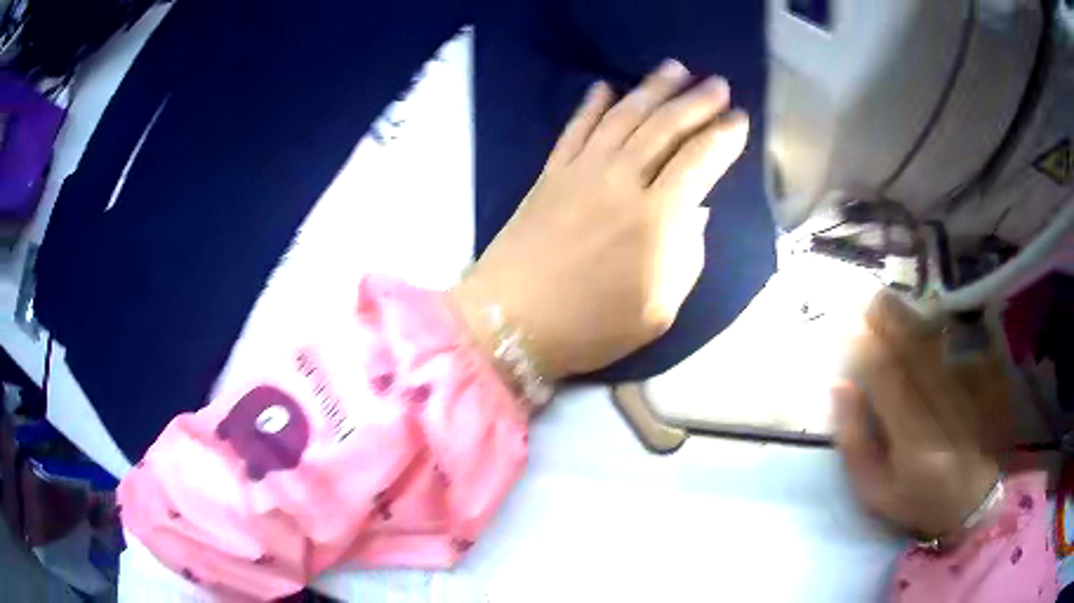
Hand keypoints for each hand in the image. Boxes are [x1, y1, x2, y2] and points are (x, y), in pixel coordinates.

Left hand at [451, 60, 748, 380]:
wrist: (511, 321)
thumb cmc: (591, 326)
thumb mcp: (660, 309)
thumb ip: (687, 256)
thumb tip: (696, 211)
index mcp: (657, 218)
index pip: (699, 160)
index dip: (723, 136)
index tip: (739, 119)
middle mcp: (621, 181)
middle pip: (665, 126)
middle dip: (696, 101)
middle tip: (718, 83)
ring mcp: (581, 171)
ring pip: (623, 116)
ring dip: (652, 88)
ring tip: (675, 69)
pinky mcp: (550, 172)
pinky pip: (575, 127)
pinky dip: (592, 104)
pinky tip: (605, 86)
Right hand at [834, 292, 1012, 539]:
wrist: (973, 501)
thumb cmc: (918, 501)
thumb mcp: (875, 491)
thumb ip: (855, 442)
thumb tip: (841, 386)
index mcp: (915, 443)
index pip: (888, 380)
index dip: (868, 348)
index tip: (851, 327)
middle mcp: (945, 410)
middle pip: (916, 350)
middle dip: (891, 320)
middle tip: (870, 298)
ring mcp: (971, 390)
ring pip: (939, 342)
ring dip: (913, 318)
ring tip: (892, 302)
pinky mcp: (988, 380)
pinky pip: (962, 343)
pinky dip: (941, 329)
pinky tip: (927, 321)